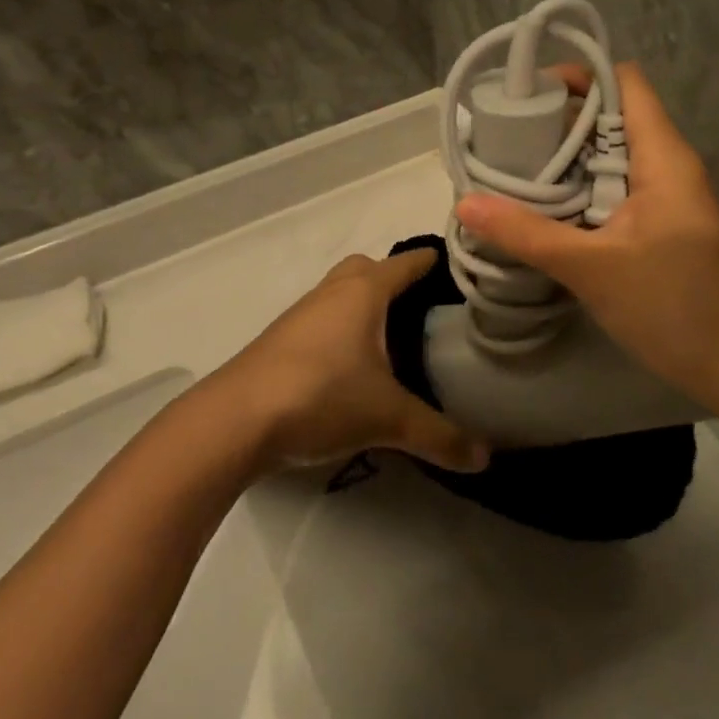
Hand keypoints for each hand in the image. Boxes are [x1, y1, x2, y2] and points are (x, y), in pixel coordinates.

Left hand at [213, 251, 490, 474]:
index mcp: (363, 292)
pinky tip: (353, 365)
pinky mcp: (281, 341)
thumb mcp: (388, 418)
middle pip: (367, 268)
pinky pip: (322, 320)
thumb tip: (484, 457)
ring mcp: (302, 315)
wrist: (234, 421)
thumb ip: (440, 436)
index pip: (407, 263)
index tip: (461, 267)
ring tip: (394, 337)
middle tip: (424, 307)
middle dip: (394, 278)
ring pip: (340, 294)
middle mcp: (332, 293)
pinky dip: (342, 329)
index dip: (433, 261)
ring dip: (364, 305)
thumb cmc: (320, 396)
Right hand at [454, 62, 718, 398]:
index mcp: (662, 157)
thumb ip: (527, 234)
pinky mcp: (658, 225)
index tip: (527, 91)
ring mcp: (664, 196)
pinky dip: (579, 188)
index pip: (625, 83)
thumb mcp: (591, 268)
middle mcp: (666, 165)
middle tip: (505, 134)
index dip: (580, 75)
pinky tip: (542, 207)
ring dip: (566, 157)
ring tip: (512, 166)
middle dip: (560, 118)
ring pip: (611, 155)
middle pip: (612, 116)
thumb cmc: (672, 305)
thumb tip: (464, 203)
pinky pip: (613, 188)